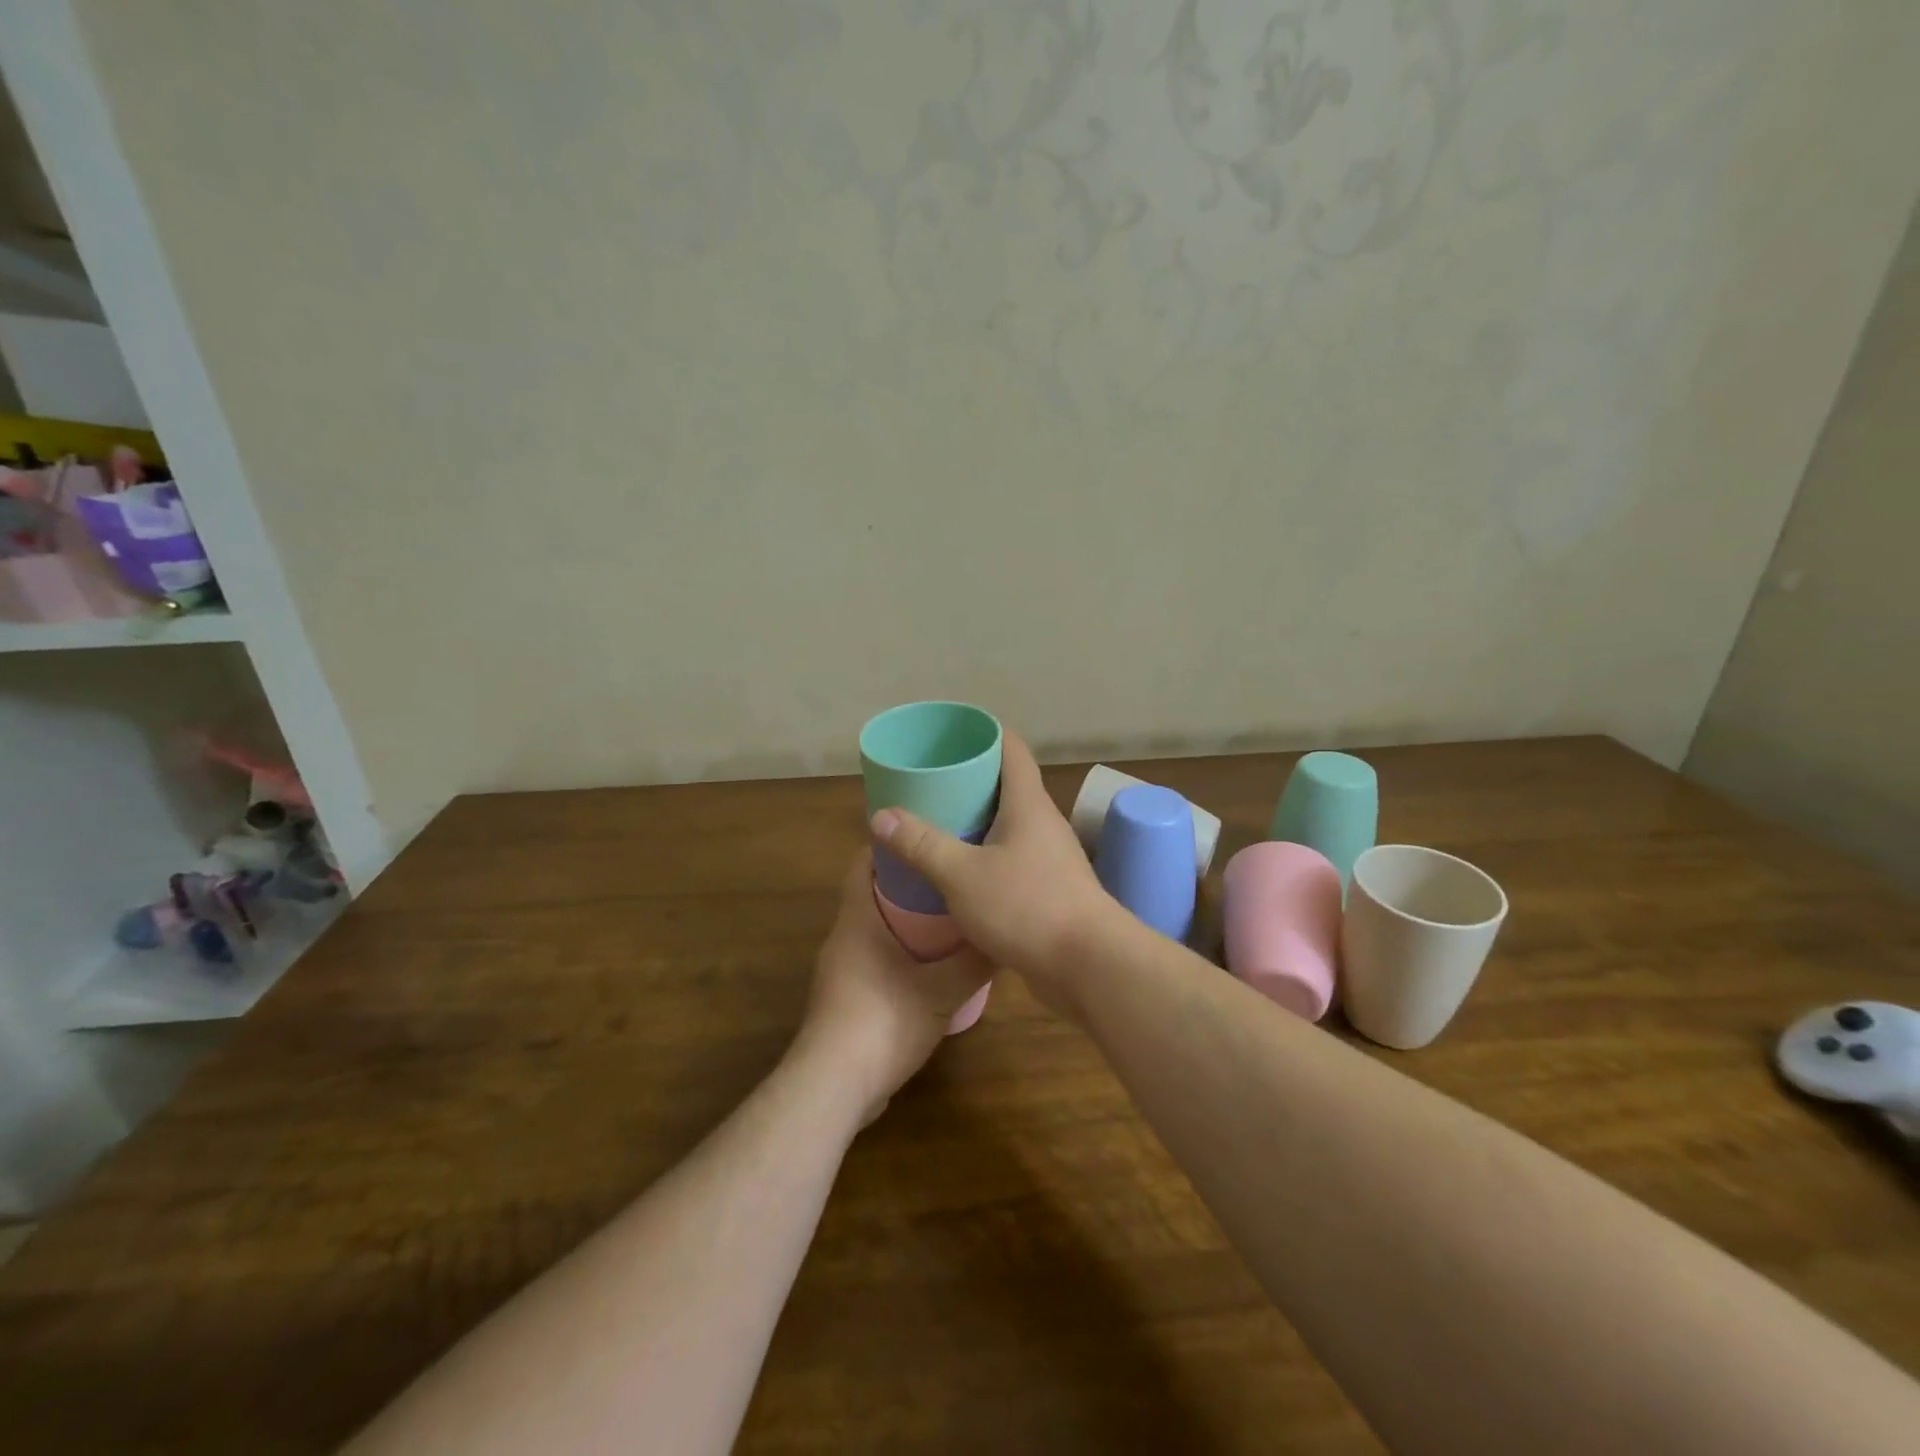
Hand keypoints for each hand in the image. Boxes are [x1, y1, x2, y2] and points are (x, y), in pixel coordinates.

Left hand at [799, 853, 991, 1122]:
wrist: (834, 1087)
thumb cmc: (883, 1022)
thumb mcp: (941, 992)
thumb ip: (974, 963)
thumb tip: (1005, 937)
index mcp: (857, 920)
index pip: (864, 863)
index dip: (891, 845)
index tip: (926, 836)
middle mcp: (844, 938)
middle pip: (872, 894)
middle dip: (909, 882)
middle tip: (950, 875)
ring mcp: (841, 970)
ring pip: (874, 929)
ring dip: (905, 920)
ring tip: (949, 915)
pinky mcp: (846, 999)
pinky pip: (874, 959)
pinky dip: (899, 952)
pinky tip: (931, 966)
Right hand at [869, 730, 1120, 1013]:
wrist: (1091, 967)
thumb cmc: (1028, 907)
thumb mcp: (962, 875)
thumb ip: (922, 844)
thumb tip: (881, 815)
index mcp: (1028, 804)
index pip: (1011, 748)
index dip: (982, 733)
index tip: (949, 735)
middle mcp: (1043, 823)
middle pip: (1007, 785)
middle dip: (969, 781)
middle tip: (928, 784)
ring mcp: (1050, 858)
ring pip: (1009, 826)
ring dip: (977, 822)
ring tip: (936, 825)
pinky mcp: (1050, 890)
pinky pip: (1013, 859)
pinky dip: (986, 857)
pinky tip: (959, 873)